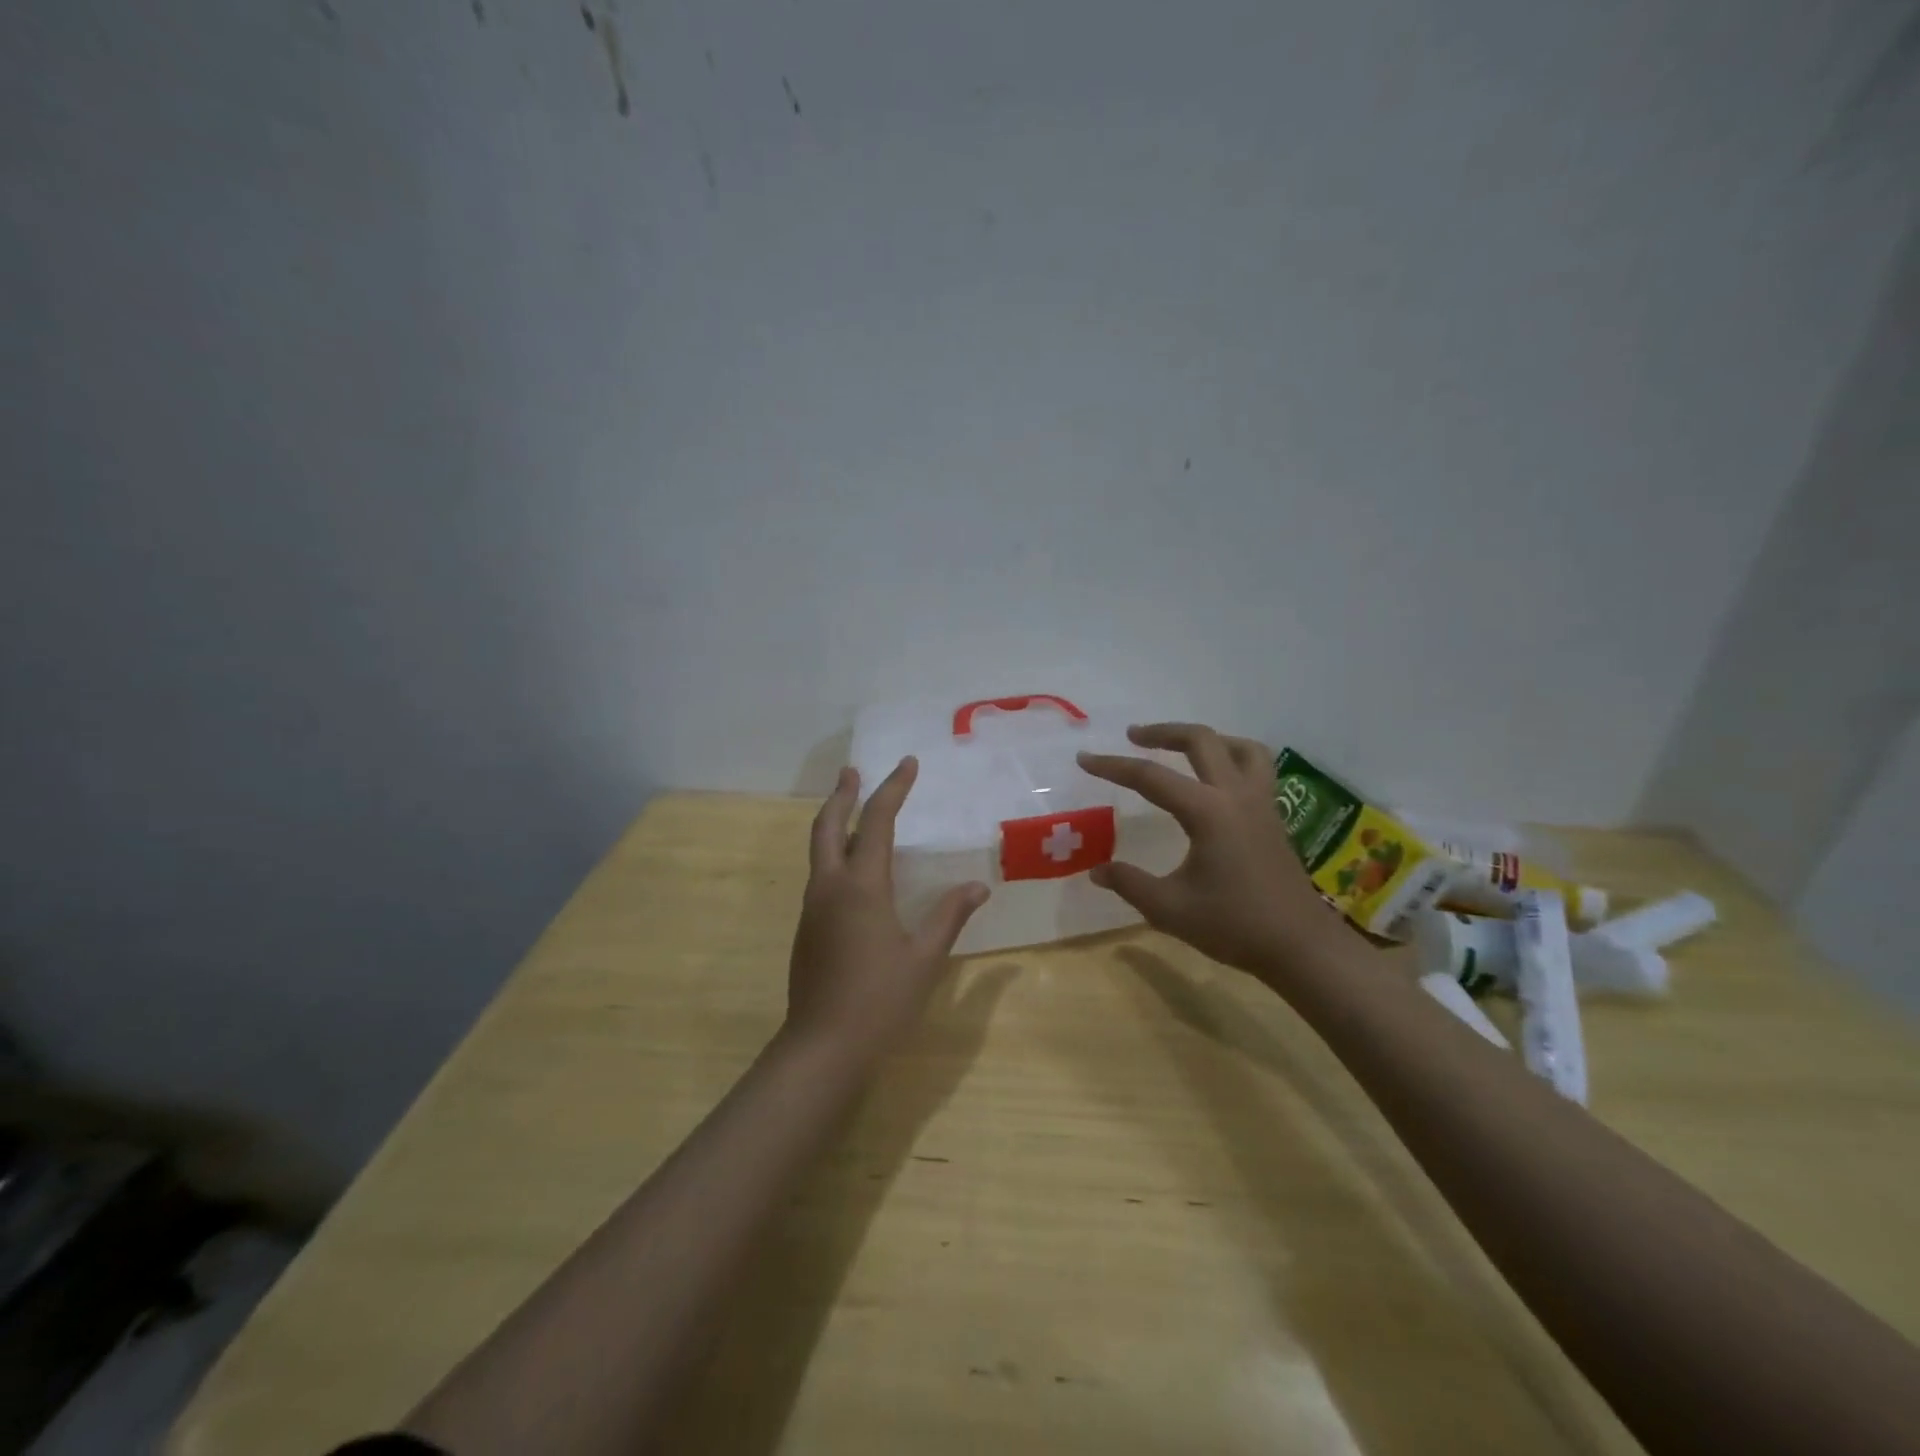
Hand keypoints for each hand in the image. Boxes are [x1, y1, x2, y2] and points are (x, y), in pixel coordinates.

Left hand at [786, 758, 990, 1057]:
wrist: (822, 1048)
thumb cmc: (880, 1001)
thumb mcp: (925, 958)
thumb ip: (950, 916)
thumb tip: (978, 886)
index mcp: (862, 886)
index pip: (878, 821)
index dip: (893, 788)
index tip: (907, 763)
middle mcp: (830, 886)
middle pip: (829, 825)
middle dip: (842, 794)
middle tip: (853, 771)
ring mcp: (813, 907)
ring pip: (820, 849)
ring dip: (834, 821)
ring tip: (852, 809)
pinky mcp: (807, 928)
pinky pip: (821, 875)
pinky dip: (835, 853)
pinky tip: (853, 868)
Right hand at [1078, 723, 1344, 984]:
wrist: (1300, 946)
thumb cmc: (1234, 925)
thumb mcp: (1170, 908)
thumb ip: (1130, 883)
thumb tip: (1096, 870)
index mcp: (1207, 812)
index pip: (1150, 777)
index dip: (1112, 766)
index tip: (1084, 758)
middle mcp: (1236, 795)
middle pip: (1201, 741)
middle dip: (1163, 732)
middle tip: (1133, 736)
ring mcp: (1261, 803)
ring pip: (1239, 747)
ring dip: (1207, 739)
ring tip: (1181, 748)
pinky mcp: (1273, 817)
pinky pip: (1257, 768)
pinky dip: (1233, 758)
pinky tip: (1217, 780)